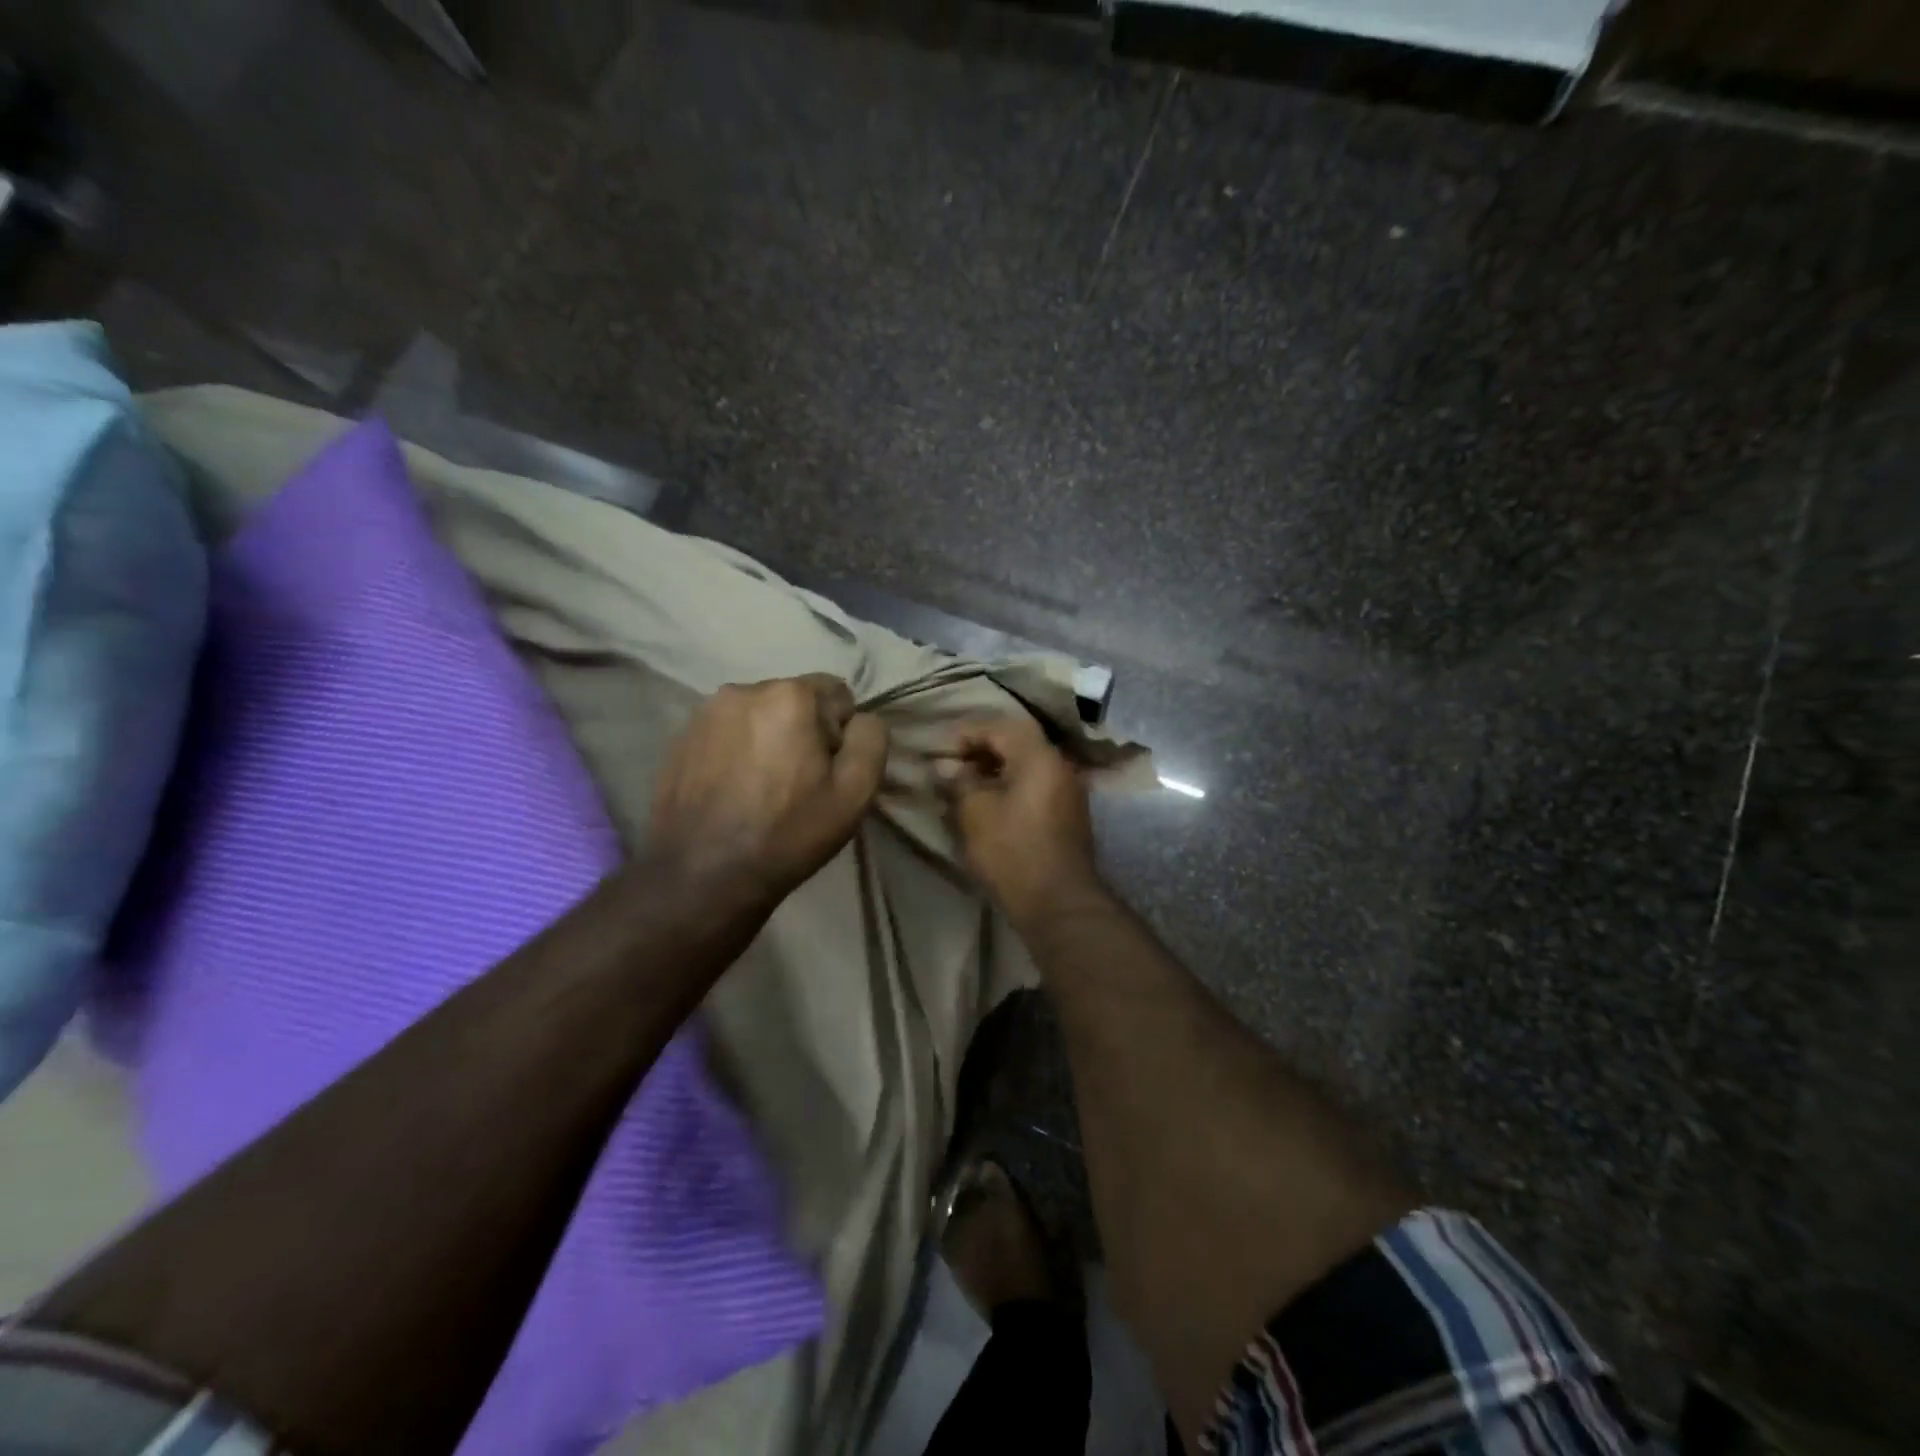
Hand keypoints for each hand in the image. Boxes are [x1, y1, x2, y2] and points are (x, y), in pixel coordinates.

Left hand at [650, 674, 888, 906]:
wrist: (701, 875)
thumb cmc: (787, 833)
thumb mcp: (855, 793)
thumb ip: (871, 740)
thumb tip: (861, 719)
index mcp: (790, 696)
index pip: (838, 694)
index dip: (841, 735)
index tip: (826, 773)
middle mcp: (744, 689)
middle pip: (795, 701)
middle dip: (803, 732)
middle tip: (796, 784)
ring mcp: (704, 712)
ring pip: (759, 716)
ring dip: (768, 740)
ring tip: (761, 789)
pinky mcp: (680, 737)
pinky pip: (727, 733)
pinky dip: (736, 752)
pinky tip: (732, 791)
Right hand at [936, 715, 1098, 924]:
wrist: (1058, 902)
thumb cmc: (1012, 851)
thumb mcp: (975, 812)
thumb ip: (958, 781)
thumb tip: (945, 766)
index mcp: (1039, 756)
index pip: (999, 727)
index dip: (966, 734)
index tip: (941, 752)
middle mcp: (1060, 765)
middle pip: (1017, 742)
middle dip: (981, 750)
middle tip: (952, 767)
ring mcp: (1069, 791)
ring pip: (1027, 765)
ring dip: (996, 769)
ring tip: (965, 787)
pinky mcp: (1069, 815)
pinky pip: (1036, 786)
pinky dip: (1011, 786)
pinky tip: (990, 805)